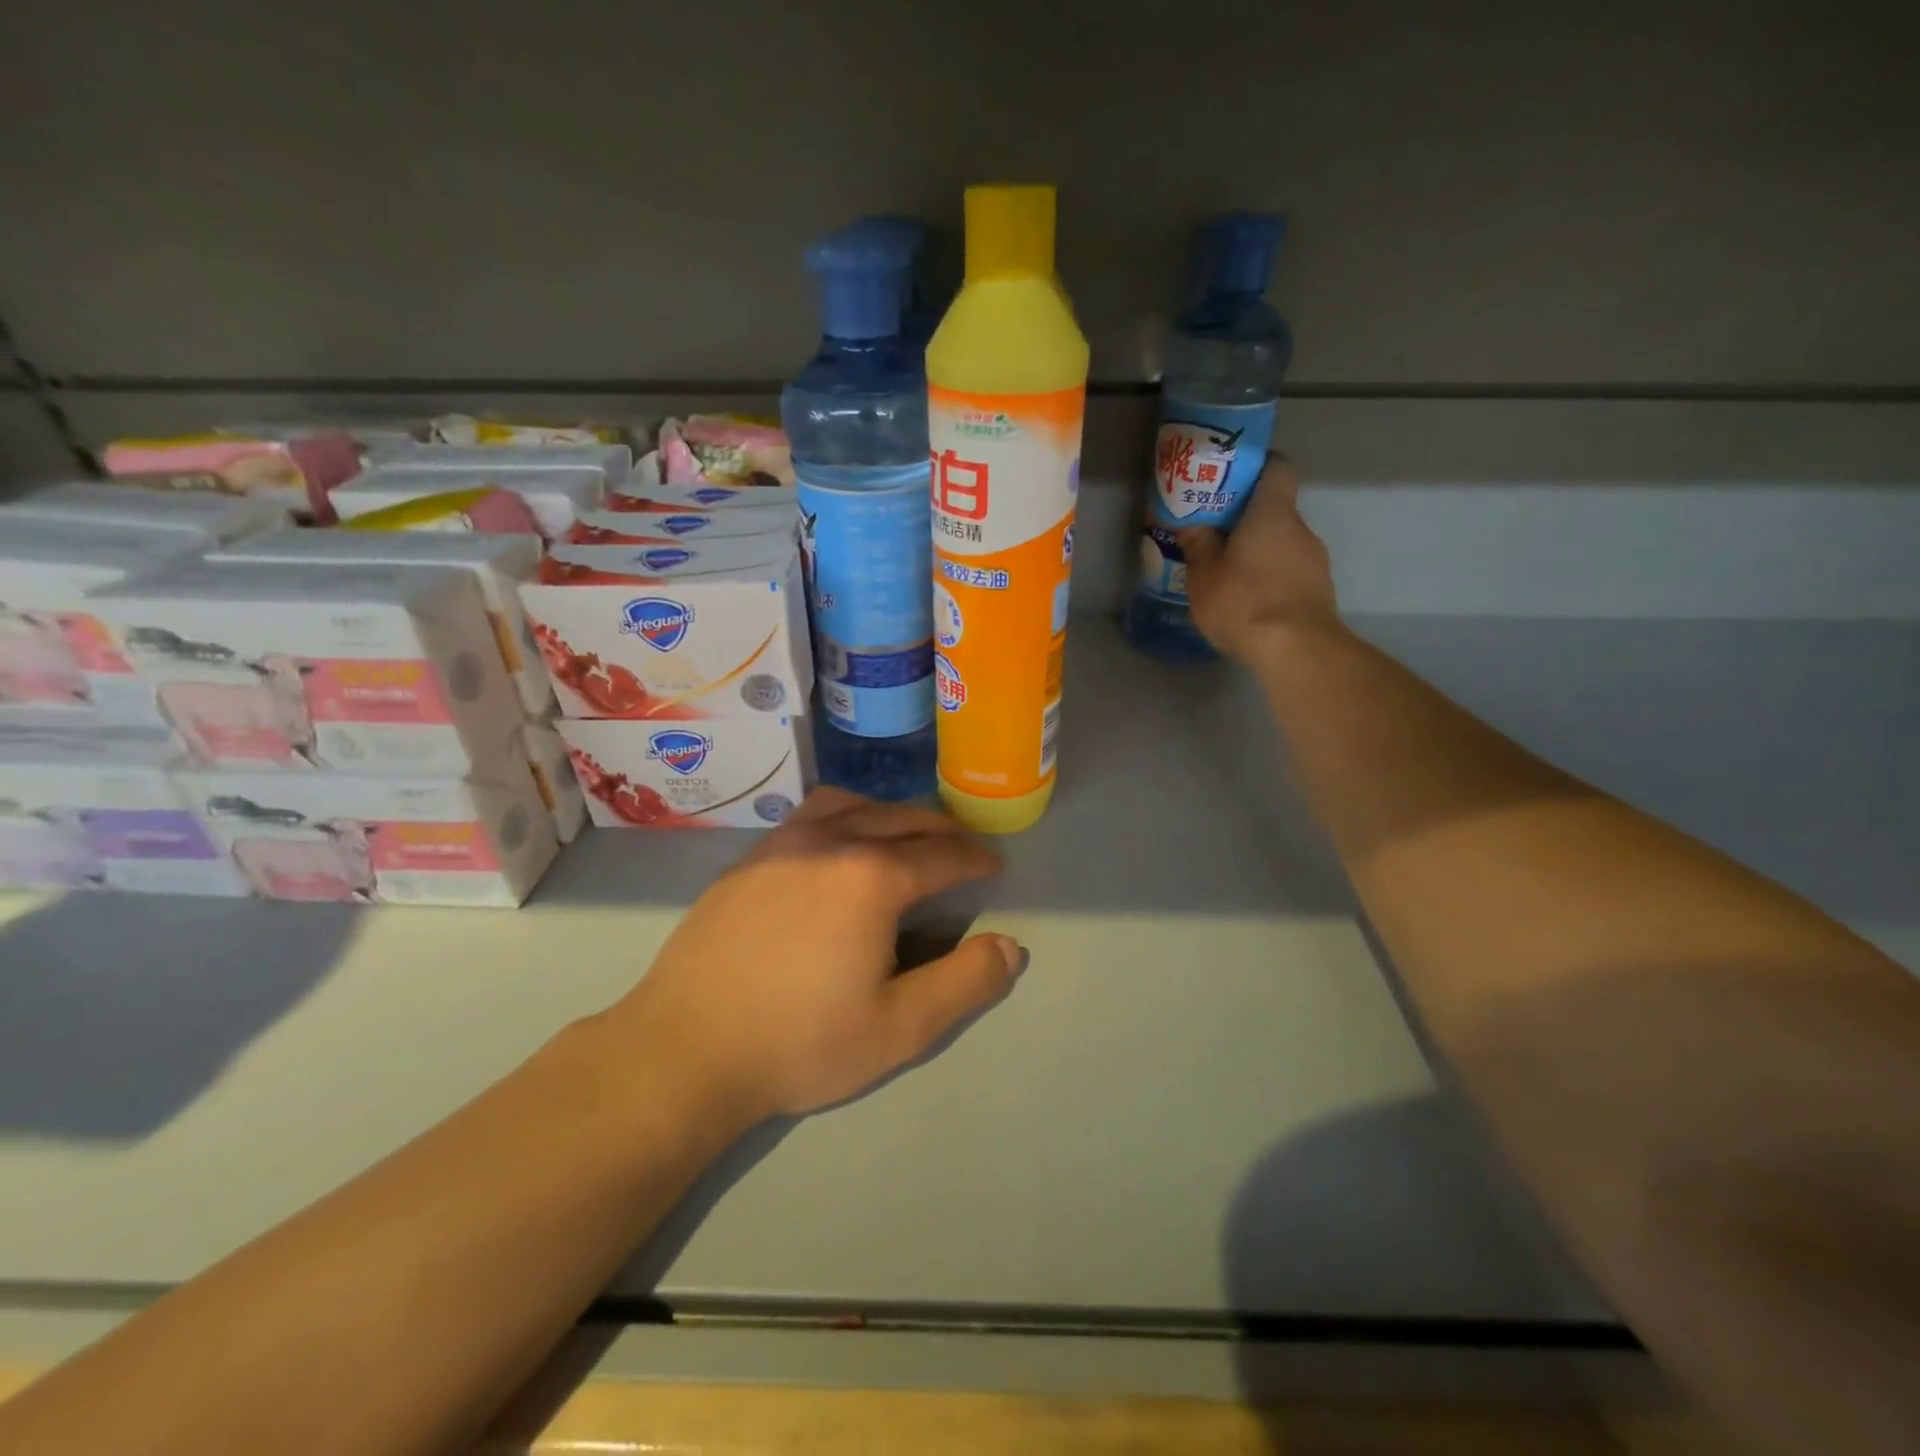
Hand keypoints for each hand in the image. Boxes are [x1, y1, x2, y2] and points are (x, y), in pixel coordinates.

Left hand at [607, 789, 1023, 1123]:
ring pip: (851, 804)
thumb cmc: (799, 1042)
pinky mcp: (748, 857)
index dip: (975, 860)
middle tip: (962, 848)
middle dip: (941, 830)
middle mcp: (830, 842)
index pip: (941, 855)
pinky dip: (843, 815)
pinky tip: (838, 844)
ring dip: (890, 813)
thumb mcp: (898, 1028)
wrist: (685, 1049)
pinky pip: (809, 815)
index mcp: (872, 877)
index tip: (994, 866)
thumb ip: (964, 984)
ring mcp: (782, 844)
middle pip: (900, 819)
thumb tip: (1011, 947)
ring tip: (904, 834)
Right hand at [1177, 455, 1337, 663]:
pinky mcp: (1319, 590)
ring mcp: (1315, 560)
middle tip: (1216, 536)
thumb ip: (1198, 545)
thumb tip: (1193, 524)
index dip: (1256, 469)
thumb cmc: (1244, 601)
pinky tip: (1250, 600)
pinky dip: (1271, 578)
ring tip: (1230, 574)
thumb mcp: (1203, 575)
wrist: (1295, 649)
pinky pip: (1290, 572)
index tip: (1230, 481)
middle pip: (1275, 511)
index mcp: (1272, 513)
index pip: (1276, 469)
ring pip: (1282, 544)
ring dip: (1259, 553)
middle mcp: (1301, 528)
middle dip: (1247, 520)